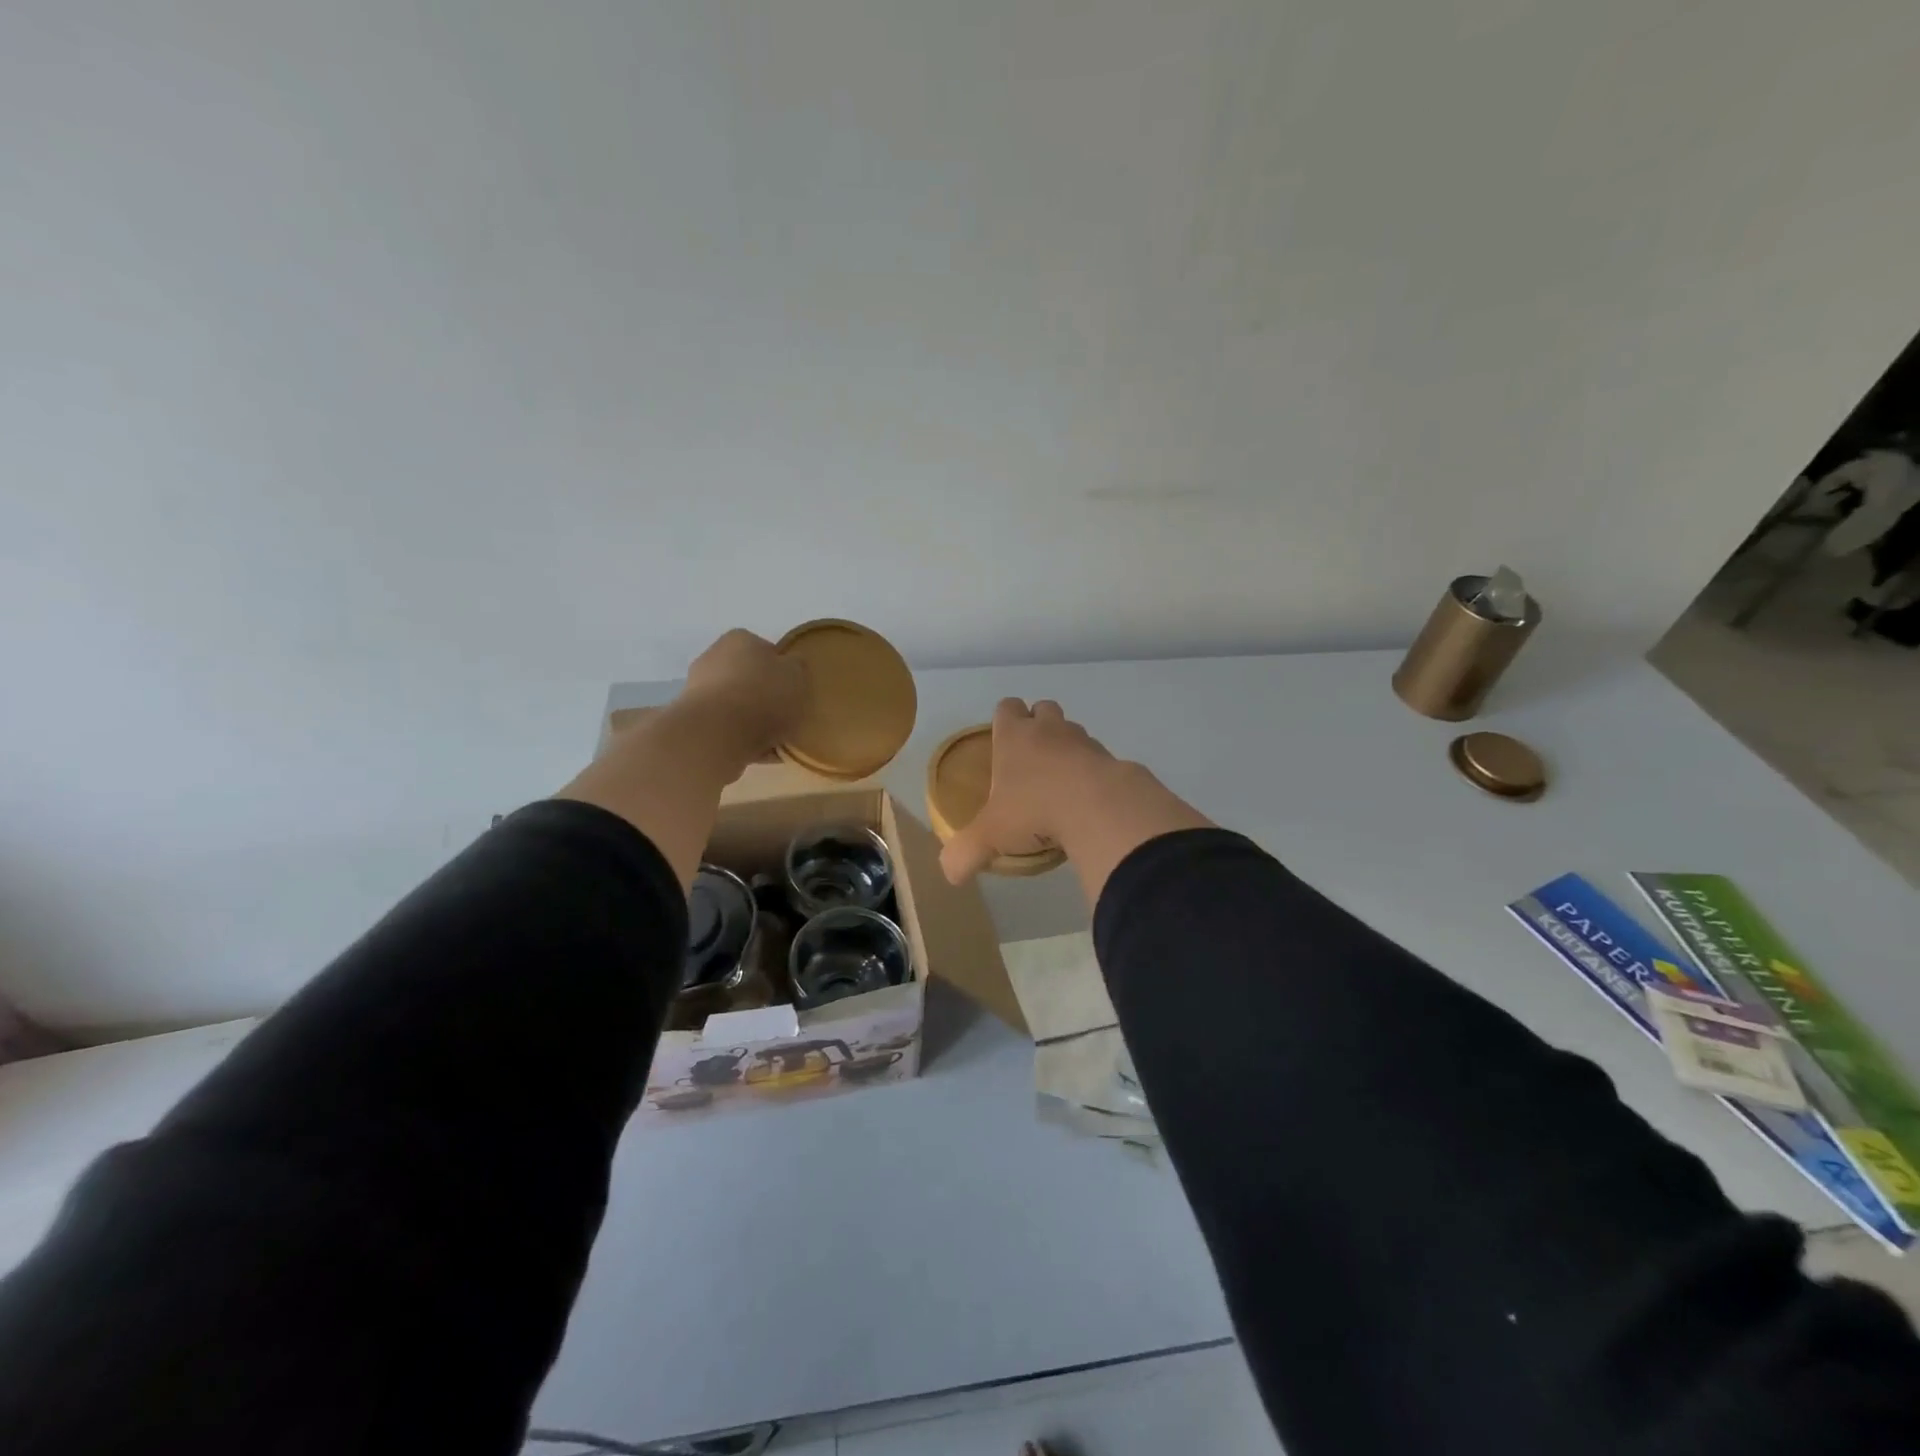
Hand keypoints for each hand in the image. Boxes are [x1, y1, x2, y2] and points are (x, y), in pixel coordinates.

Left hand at [673, 629, 807, 771]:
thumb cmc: (762, 696)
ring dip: (752, 720)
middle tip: (786, 717)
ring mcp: (698, 689)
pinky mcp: (693, 719)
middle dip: (765, 696)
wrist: (715, 734)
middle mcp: (713, 657)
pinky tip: (759, 754)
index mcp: (740, 639)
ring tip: (775, 742)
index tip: (794, 691)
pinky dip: (741, 738)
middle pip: (748, 678)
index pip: (766, 650)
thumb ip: (797, 668)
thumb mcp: (797, 676)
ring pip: (736, 704)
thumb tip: (790, 666)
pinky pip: (726, 727)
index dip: (783, 671)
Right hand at [939, 698, 1117, 884]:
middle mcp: (1050, 730)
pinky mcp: (1113, 761)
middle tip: (1029, 761)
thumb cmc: (1035, 810)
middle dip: (1037, 725)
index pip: (1006, 708)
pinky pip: (1098, 760)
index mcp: (1015, 736)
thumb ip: (964, 853)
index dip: (1003, 720)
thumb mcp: (990, 837)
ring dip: (1066, 749)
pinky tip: (1086, 801)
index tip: (1001, 743)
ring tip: (1059, 784)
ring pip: (1073, 732)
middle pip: (1043, 708)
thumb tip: (951, 874)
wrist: (1100, 809)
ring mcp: (1084, 742)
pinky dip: (1091, 773)